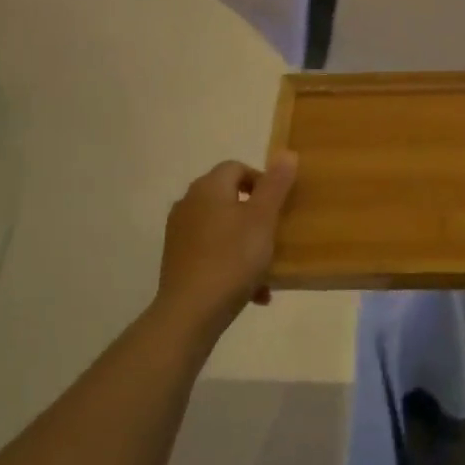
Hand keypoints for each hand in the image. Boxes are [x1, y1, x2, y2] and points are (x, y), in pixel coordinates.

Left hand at [152, 154, 297, 337]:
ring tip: (267, 269)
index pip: (237, 167)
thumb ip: (275, 185)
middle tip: (276, 235)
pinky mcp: (177, 260)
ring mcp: (180, 233)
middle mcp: (188, 203)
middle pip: (229, 198)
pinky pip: (212, 252)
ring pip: (223, 228)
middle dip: (256, 215)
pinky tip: (252, 290)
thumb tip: (286, 152)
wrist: (191, 312)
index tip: (280, 205)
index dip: (262, 181)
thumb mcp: (262, 219)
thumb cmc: (232, 259)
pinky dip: (232, 262)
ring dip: (247, 243)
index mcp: (208, 188)